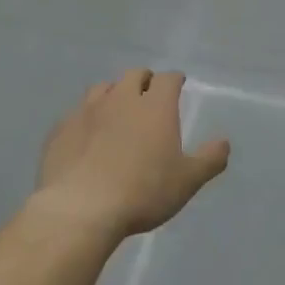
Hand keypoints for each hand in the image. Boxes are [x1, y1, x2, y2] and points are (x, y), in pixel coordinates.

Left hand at [34, 69, 230, 238]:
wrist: (81, 209)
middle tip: (149, 95)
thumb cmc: (143, 192)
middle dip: (144, 80)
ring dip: (114, 93)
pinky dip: (87, 118)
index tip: (178, 85)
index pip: (167, 79)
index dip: (174, 80)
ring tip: (117, 111)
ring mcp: (86, 111)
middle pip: (133, 75)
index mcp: (155, 106)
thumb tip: (224, 142)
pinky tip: (88, 135)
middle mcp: (120, 99)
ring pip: (102, 89)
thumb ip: (210, 159)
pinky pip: (77, 113)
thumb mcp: (187, 181)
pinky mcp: (61, 129)